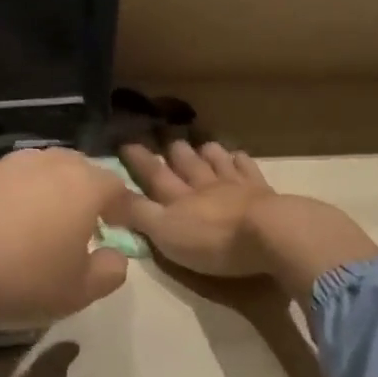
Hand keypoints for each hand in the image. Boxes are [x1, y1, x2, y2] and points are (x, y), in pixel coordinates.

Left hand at [0, 148, 135, 334]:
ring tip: (40, 229)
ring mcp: (4, 163)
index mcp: (82, 184)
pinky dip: (11, 201)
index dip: (124, 210)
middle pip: (78, 173)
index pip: (117, 188)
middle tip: (84, 228)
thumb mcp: (74, 293)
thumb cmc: (14, 278)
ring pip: (40, 175)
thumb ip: (108, 273)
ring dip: (48, 197)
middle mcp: (46, 163)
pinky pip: (4, 184)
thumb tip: (116, 256)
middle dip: (86, 197)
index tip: (122, 230)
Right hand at [118, 141, 377, 298]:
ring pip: (216, 162)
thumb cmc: (213, 241)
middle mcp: (203, 186)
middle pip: (186, 164)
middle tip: (166, 136)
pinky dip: (240, 160)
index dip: (138, 160)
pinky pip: (248, 169)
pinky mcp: (262, 192)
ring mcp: (235, 186)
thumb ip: (138, 215)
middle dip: (174, 151)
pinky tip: (239, 155)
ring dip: (206, 151)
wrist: (269, 234)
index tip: (126, 142)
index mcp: (178, 199)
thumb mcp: (165, 234)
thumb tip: (108, 197)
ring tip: (201, 142)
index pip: (153, 175)